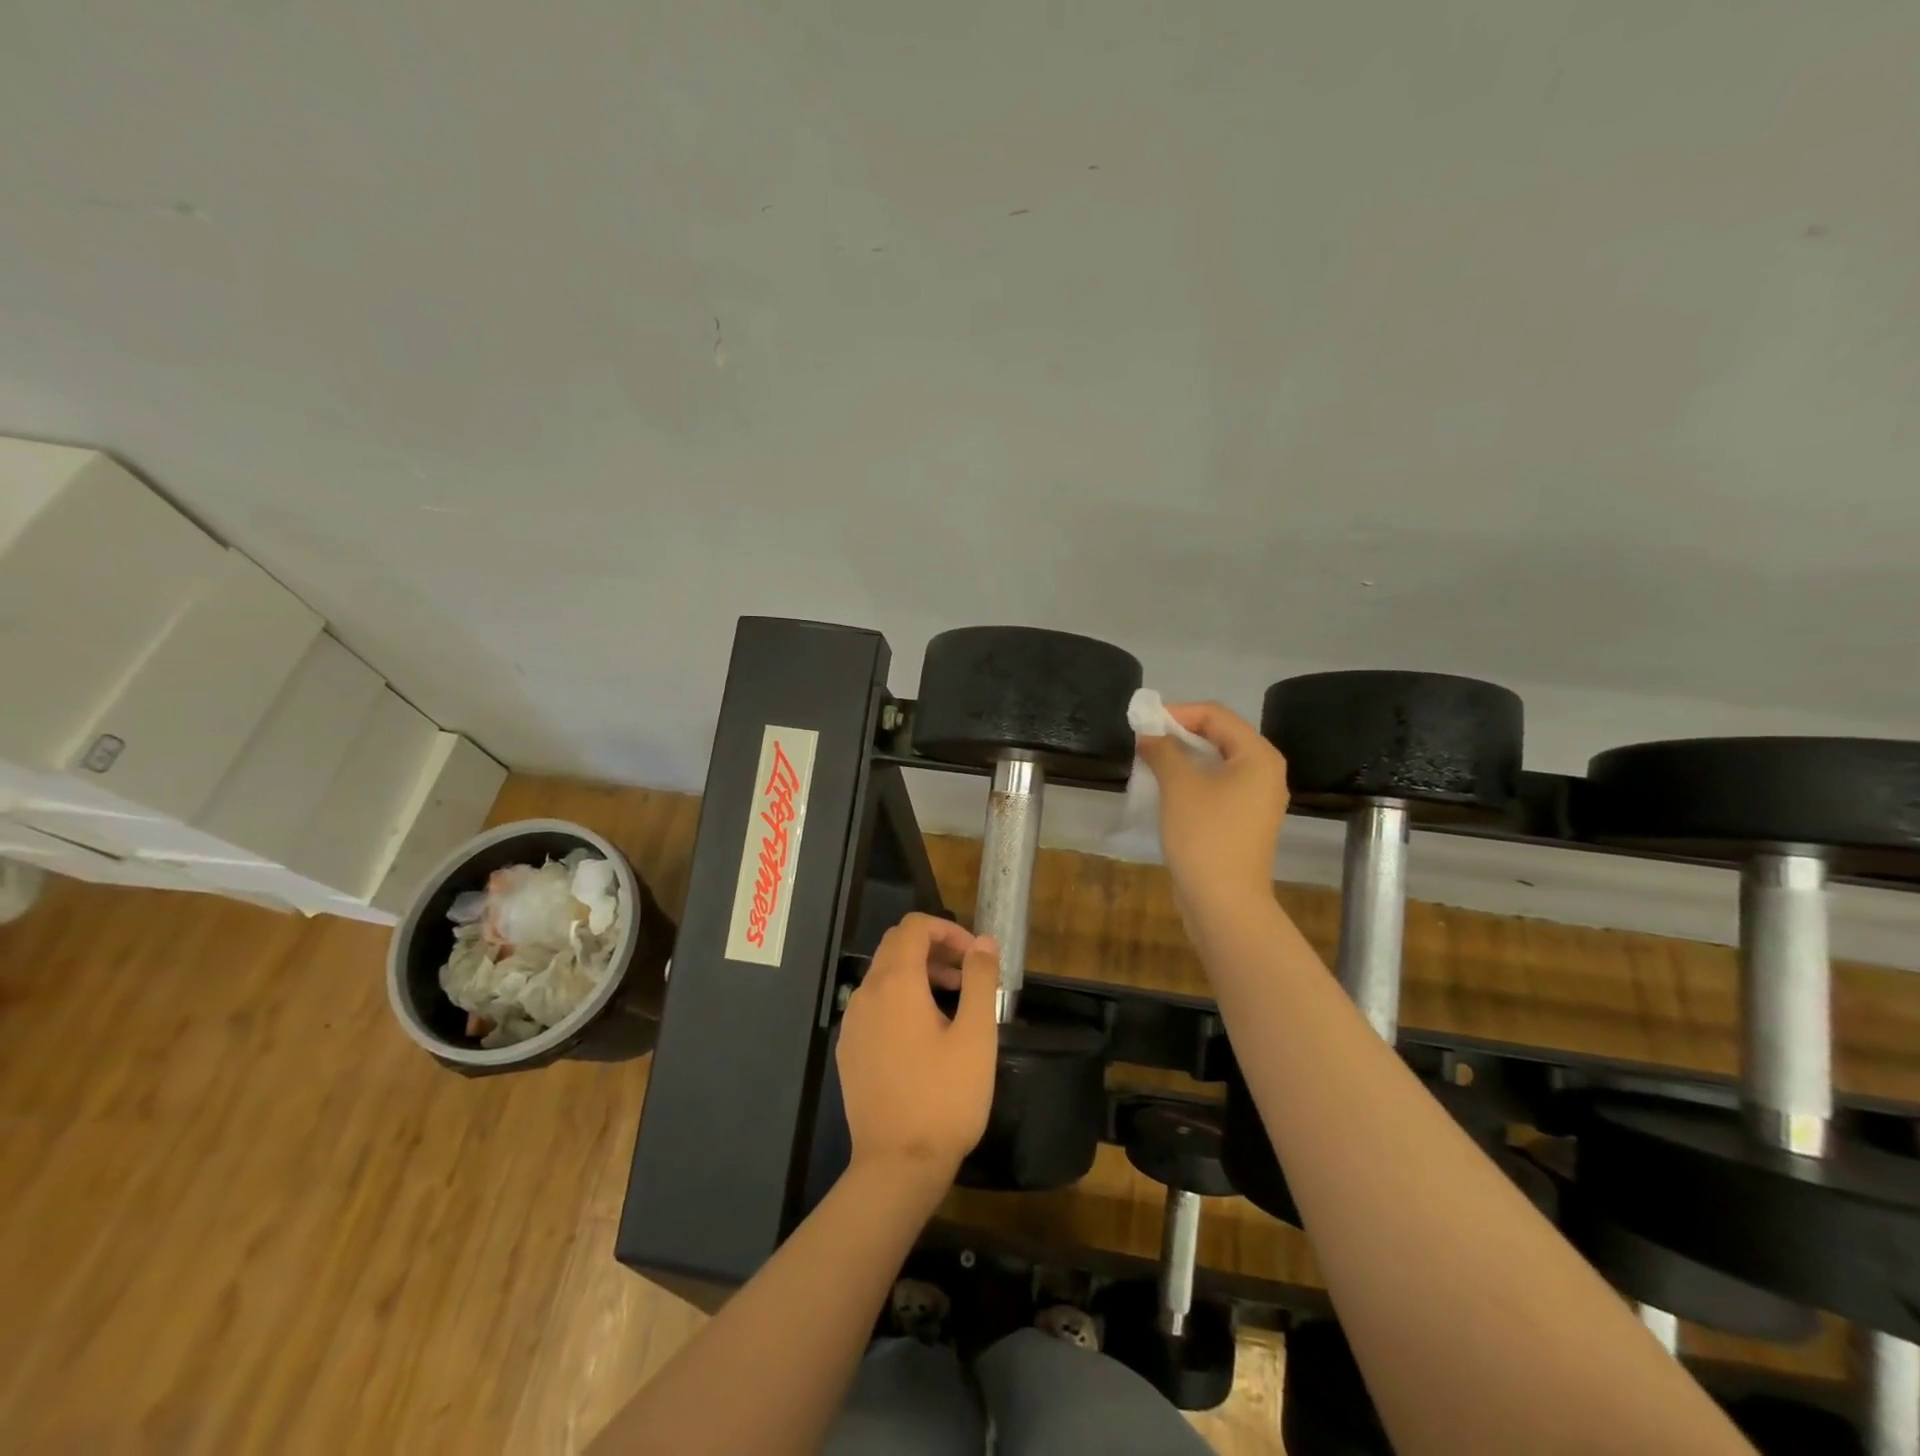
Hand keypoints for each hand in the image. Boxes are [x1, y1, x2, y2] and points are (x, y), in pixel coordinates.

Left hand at [837, 913, 999, 1186]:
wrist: (896, 1166)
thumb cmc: (945, 1098)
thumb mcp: (976, 1036)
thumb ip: (980, 980)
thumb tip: (984, 942)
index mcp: (896, 983)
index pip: (914, 927)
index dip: (948, 929)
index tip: (974, 956)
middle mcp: (866, 993)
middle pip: (896, 946)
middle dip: (934, 948)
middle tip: (966, 975)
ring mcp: (852, 1022)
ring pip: (883, 974)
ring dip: (917, 973)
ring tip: (952, 1003)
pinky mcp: (849, 1049)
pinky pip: (873, 1004)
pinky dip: (899, 998)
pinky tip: (923, 1034)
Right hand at [1136, 701, 1289, 919]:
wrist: (1224, 901)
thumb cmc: (1205, 835)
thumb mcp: (1179, 785)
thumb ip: (1163, 750)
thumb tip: (1149, 735)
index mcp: (1258, 756)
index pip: (1216, 715)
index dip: (1178, 712)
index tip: (1143, 723)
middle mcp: (1265, 772)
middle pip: (1220, 736)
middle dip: (1180, 733)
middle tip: (1145, 740)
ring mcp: (1257, 799)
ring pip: (1218, 762)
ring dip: (1184, 757)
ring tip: (1151, 762)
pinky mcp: (1245, 821)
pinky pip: (1218, 786)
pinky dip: (1193, 780)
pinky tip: (1167, 789)